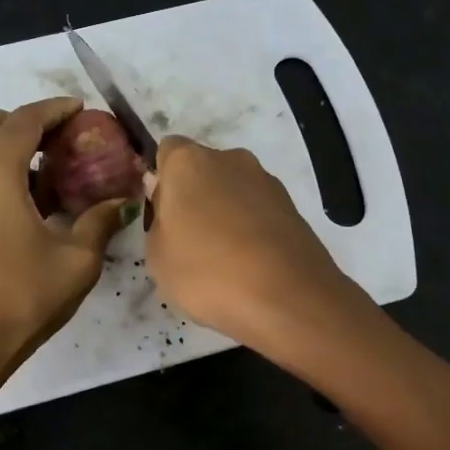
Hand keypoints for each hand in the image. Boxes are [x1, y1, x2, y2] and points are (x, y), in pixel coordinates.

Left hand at [0, 98, 132, 374]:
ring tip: (35, 183)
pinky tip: (10, 214)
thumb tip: (121, 203)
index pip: (25, 120)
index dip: (55, 109)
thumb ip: (99, 223)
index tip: (78, 110)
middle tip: (50, 145)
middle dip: (17, 121)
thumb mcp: (76, 263)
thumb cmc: (21, 300)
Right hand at [144, 136, 364, 352]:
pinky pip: (259, 214)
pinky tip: (250, 267)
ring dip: (225, 216)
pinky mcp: (293, 209)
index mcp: (188, 162)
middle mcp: (231, 159)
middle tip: (188, 242)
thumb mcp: (156, 256)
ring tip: (222, 262)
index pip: (167, 151)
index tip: (161, 216)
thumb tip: (167, 201)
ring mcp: (267, 182)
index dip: (162, 182)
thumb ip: (158, 220)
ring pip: (234, 193)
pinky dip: (251, 232)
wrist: (287, 298)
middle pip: (203, 171)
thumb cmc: (206, 273)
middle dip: (195, 198)